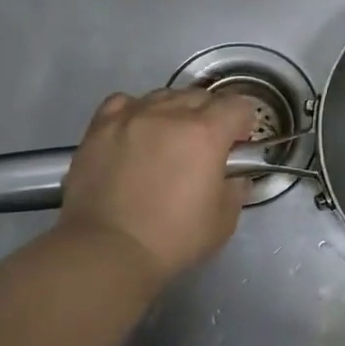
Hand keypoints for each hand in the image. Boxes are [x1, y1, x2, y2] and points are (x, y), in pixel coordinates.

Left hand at [58, 88, 261, 288]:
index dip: (244, 123)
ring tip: (168, 139)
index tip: (238, 144)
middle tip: (205, 146)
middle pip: (201, 96)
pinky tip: (136, 131)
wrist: (105, 250)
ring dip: (175, 111)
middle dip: (211, 115)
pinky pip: (125, 103)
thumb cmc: (172, 239)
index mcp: (206, 132)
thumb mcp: (223, 221)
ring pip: (164, 95)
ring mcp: (132, 116)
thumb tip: (234, 177)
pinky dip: (136, 111)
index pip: (238, 105)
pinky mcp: (100, 127)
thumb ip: (235, 190)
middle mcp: (170, 113)